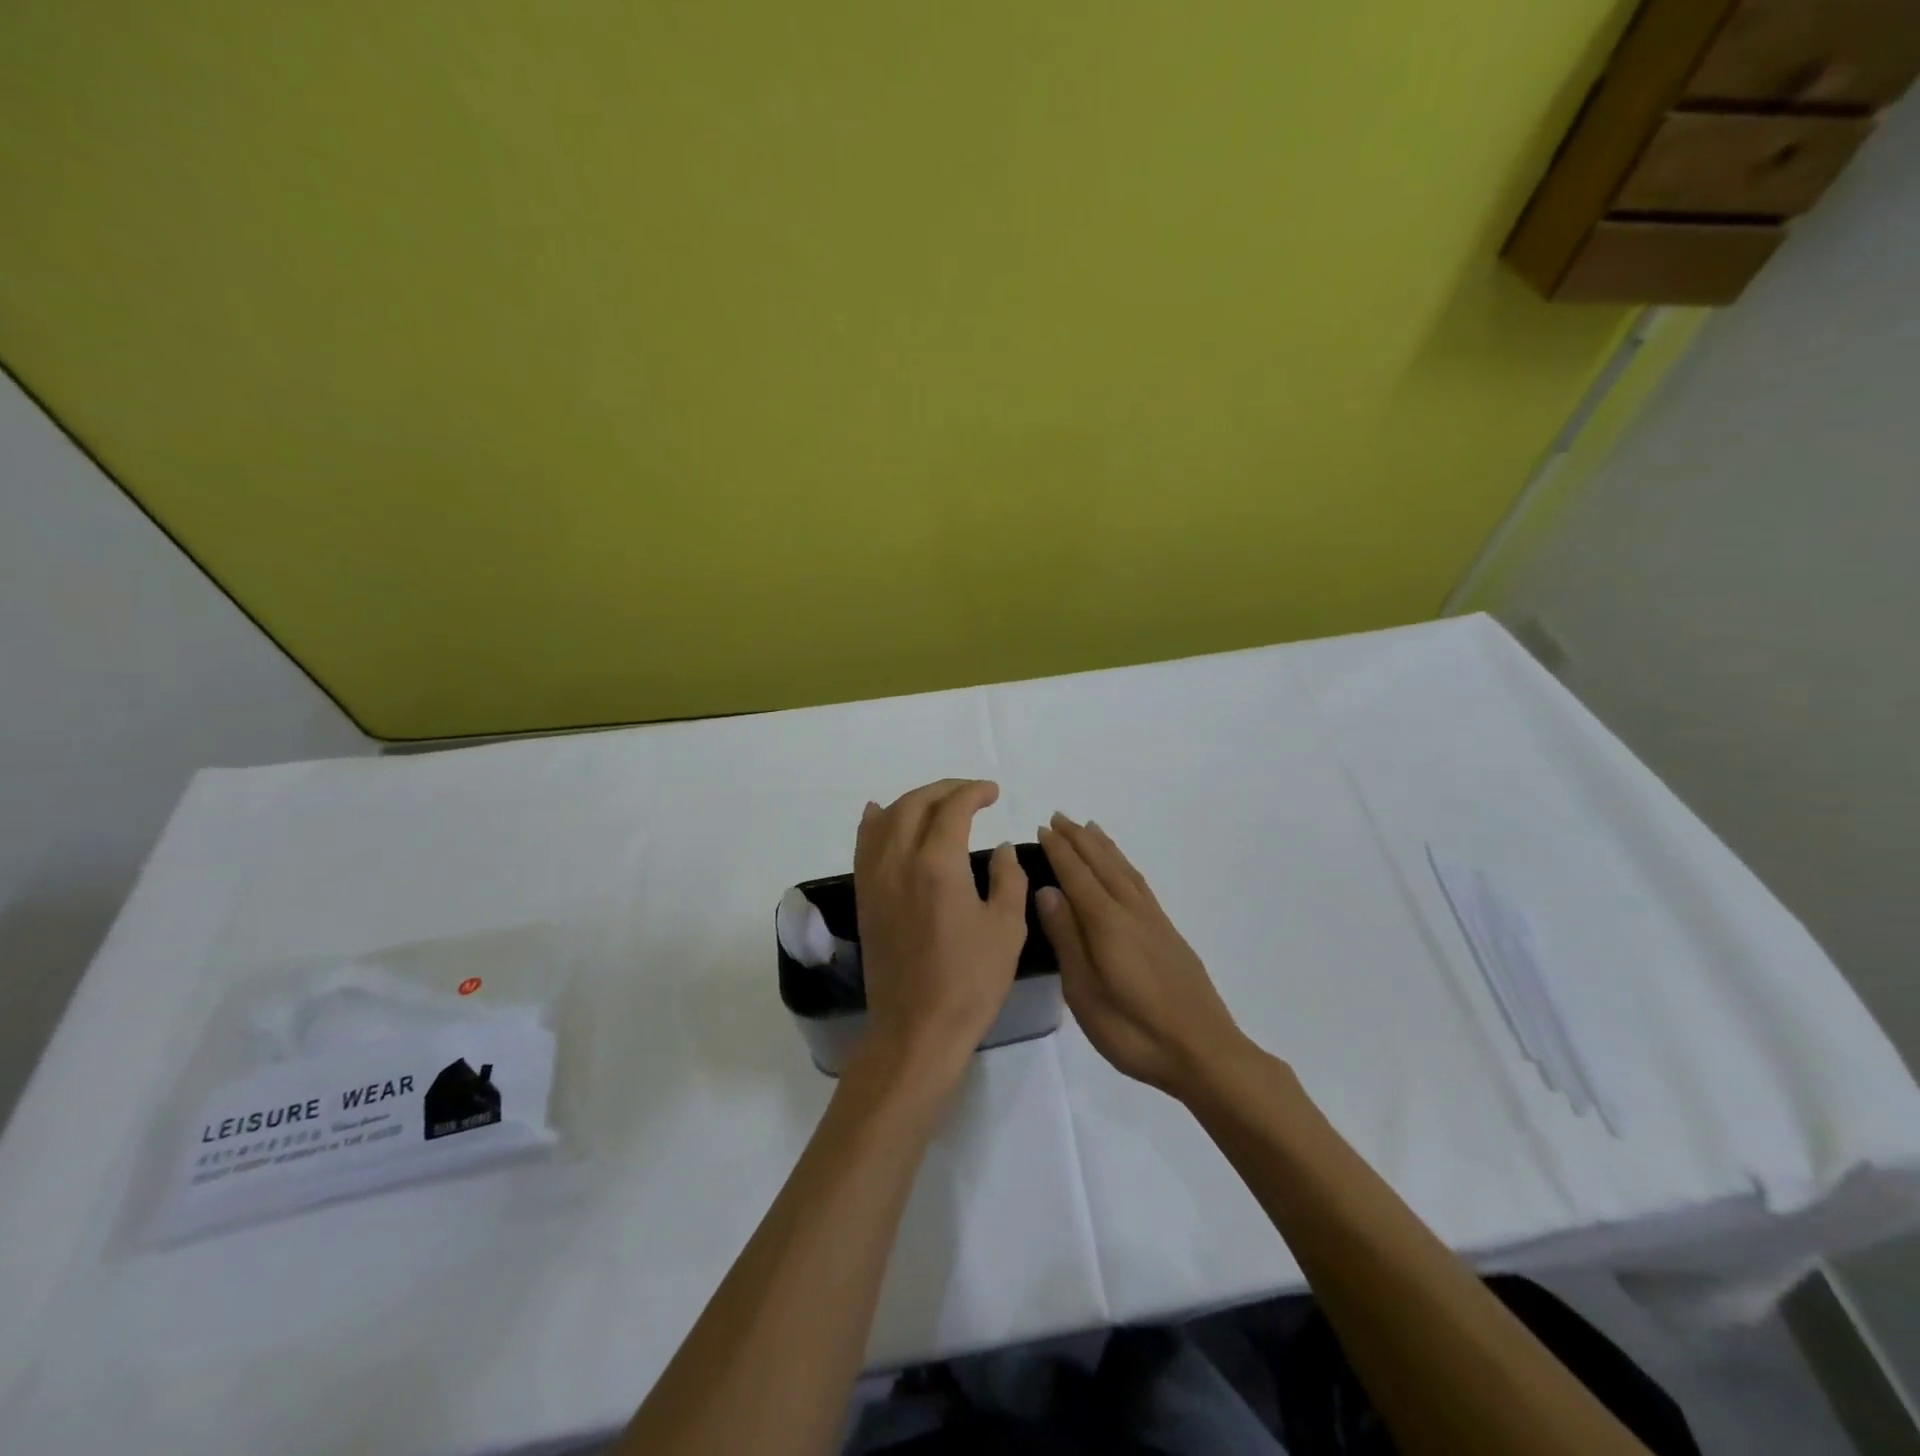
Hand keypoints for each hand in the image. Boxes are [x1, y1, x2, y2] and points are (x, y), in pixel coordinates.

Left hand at [853, 780, 1027, 1086]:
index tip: (993, 792)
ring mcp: (875, 878)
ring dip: (913, 801)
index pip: (952, 808)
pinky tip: (880, 813)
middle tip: (971, 793)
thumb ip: (1008, 877)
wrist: (917, 1029)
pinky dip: (875, 821)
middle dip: (945, 790)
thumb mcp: (1006, 928)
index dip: (974, 792)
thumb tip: (1001, 847)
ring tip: (937, 803)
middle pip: (916, 804)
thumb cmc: (970, 981)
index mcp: (937, 864)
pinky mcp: (864, 897)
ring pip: (886, 819)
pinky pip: (864, 844)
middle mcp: (898, 861)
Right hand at [1036, 814, 1243, 1097]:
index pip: (1077, 875)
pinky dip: (1125, 865)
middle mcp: (1131, 911)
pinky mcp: (1168, 932)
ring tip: (1088, 828)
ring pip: (1123, 869)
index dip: (1059, 851)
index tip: (1042, 828)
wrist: (1204, 1051)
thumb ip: (1067, 938)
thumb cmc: (1134, 1030)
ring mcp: (1154, 920)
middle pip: (1102, 863)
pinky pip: (1139, 882)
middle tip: (1058, 817)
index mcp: (1107, 923)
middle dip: (1078, 839)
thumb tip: (1047, 890)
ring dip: (1103, 846)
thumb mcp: (1085, 992)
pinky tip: (1122, 869)